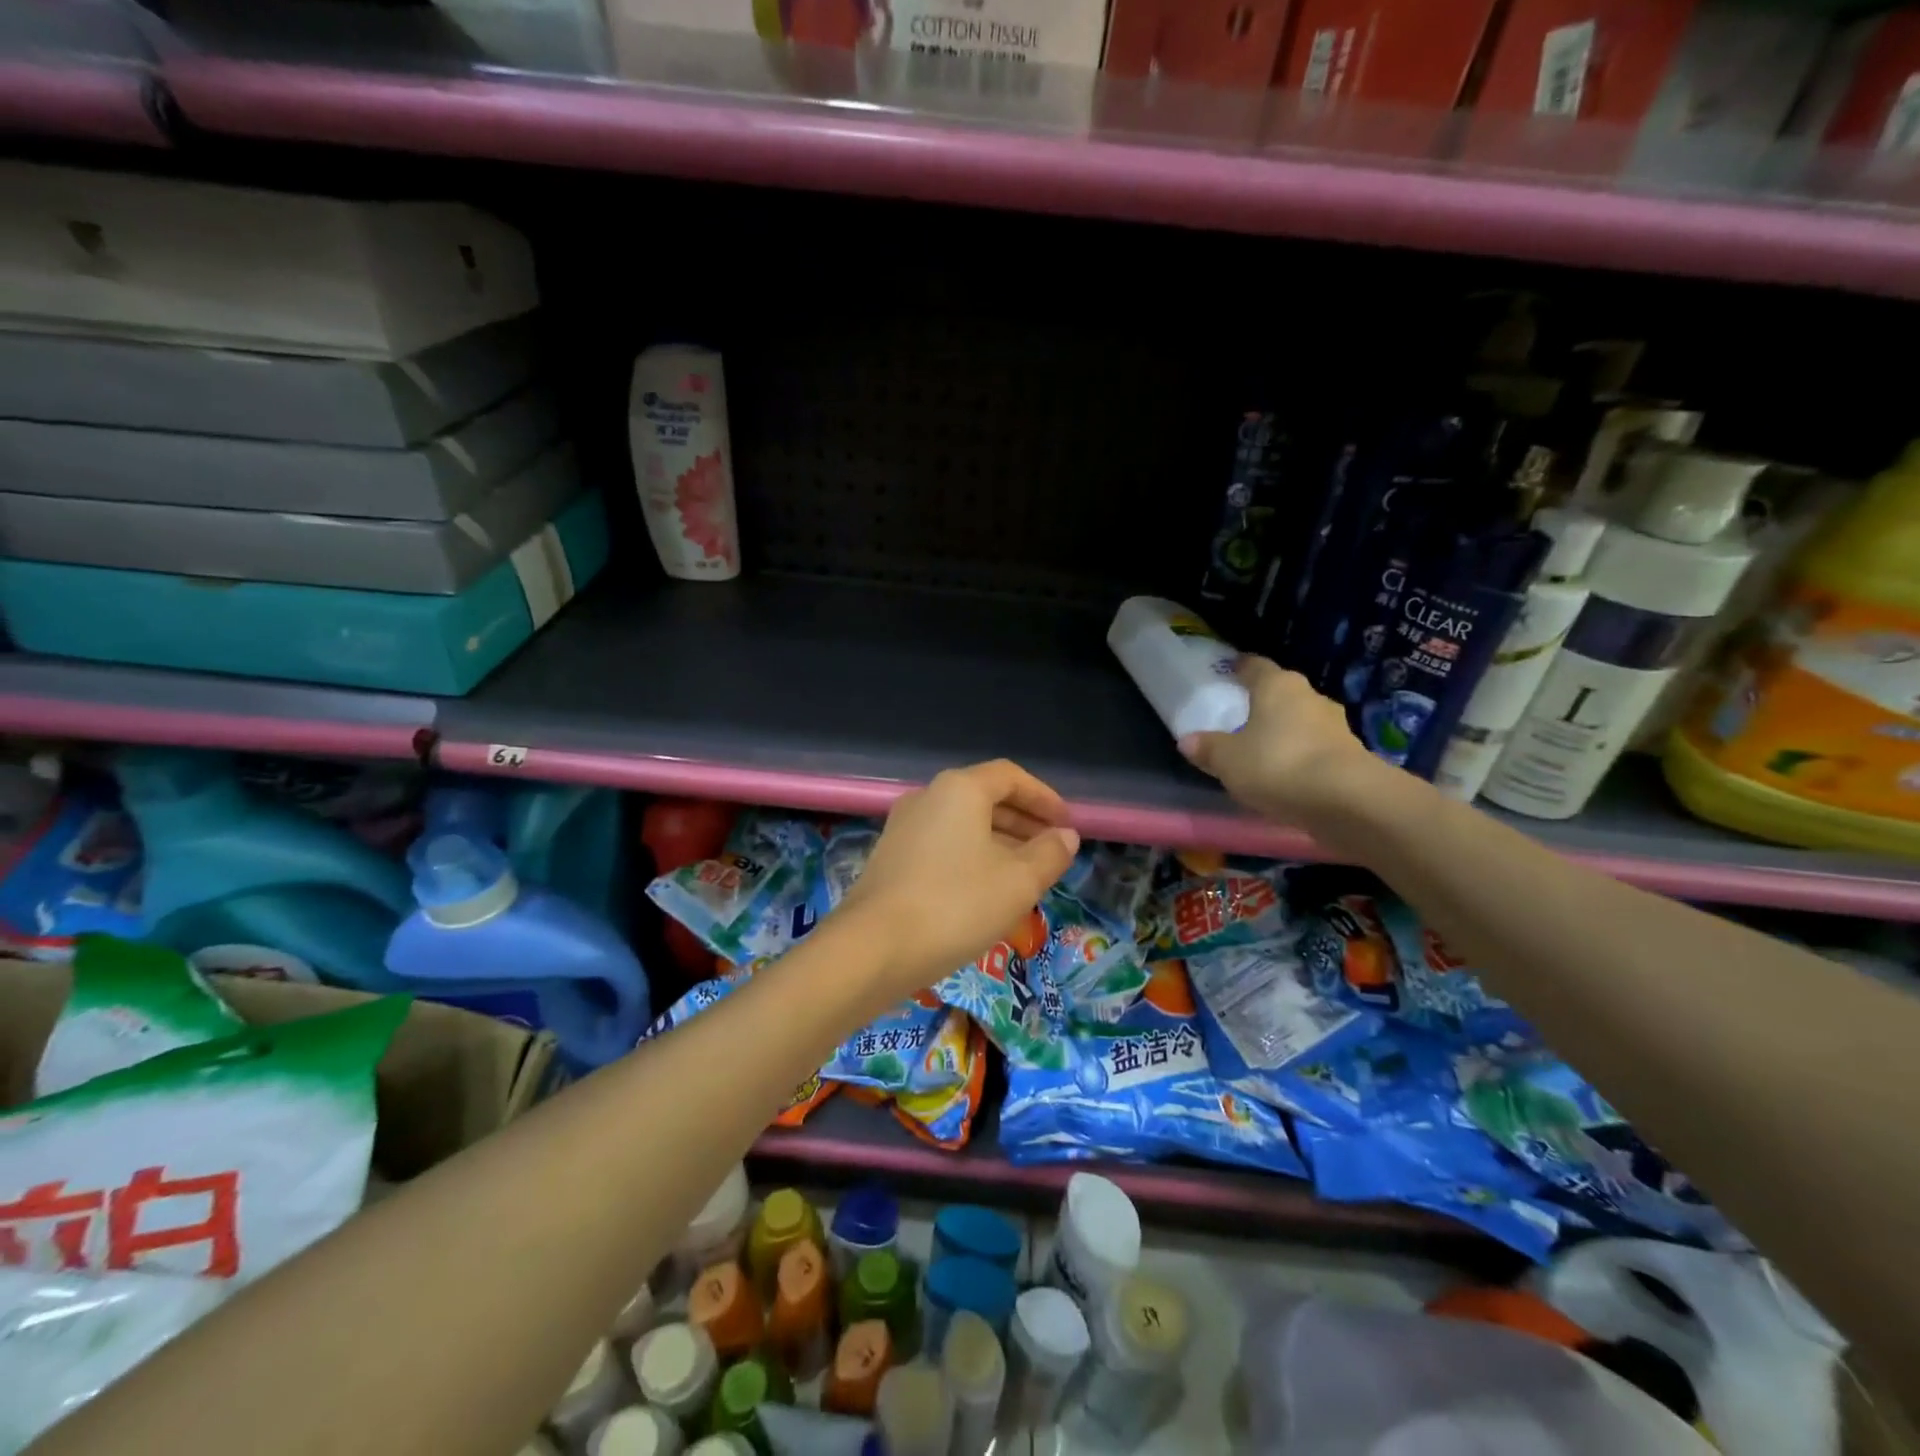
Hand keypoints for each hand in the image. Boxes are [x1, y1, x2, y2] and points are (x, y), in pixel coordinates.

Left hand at [838, 760, 1079, 994]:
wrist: (873, 948)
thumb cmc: (956, 905)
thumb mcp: (1018, 882)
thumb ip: (1049, 854)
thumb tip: (1065, 837)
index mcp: (960, 789)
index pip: (1011, 777)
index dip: (1044, 797)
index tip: (1067, 824)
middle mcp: (928, 796)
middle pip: (985, 797)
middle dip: (1024, 821)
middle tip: (1052, 850)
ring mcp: (904, 826)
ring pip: (963, 824)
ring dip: (999, 841)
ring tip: (1026, 874)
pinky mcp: (891, 857)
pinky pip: (943, 844)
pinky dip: (972, 856)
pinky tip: (985, 890)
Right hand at [1179, 656, 1388, 832]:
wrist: (1347, 800)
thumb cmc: (1277, 765)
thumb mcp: (1228, 760)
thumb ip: (1208, 748)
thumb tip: (1187, 740)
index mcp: (1277, 685)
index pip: (1255, 666)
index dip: (1240, 667)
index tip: (1229, 670)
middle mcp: (1309, 696)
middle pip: (1282, 692)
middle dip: (1264, 702)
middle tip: (1242, 715)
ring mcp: (1335, 724)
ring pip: (1302, 720)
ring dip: (1286, 731)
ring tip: (1264, 748)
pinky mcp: (1351, 754)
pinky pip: (1316, 747)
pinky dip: (1302, 755)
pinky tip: (1289, 773)